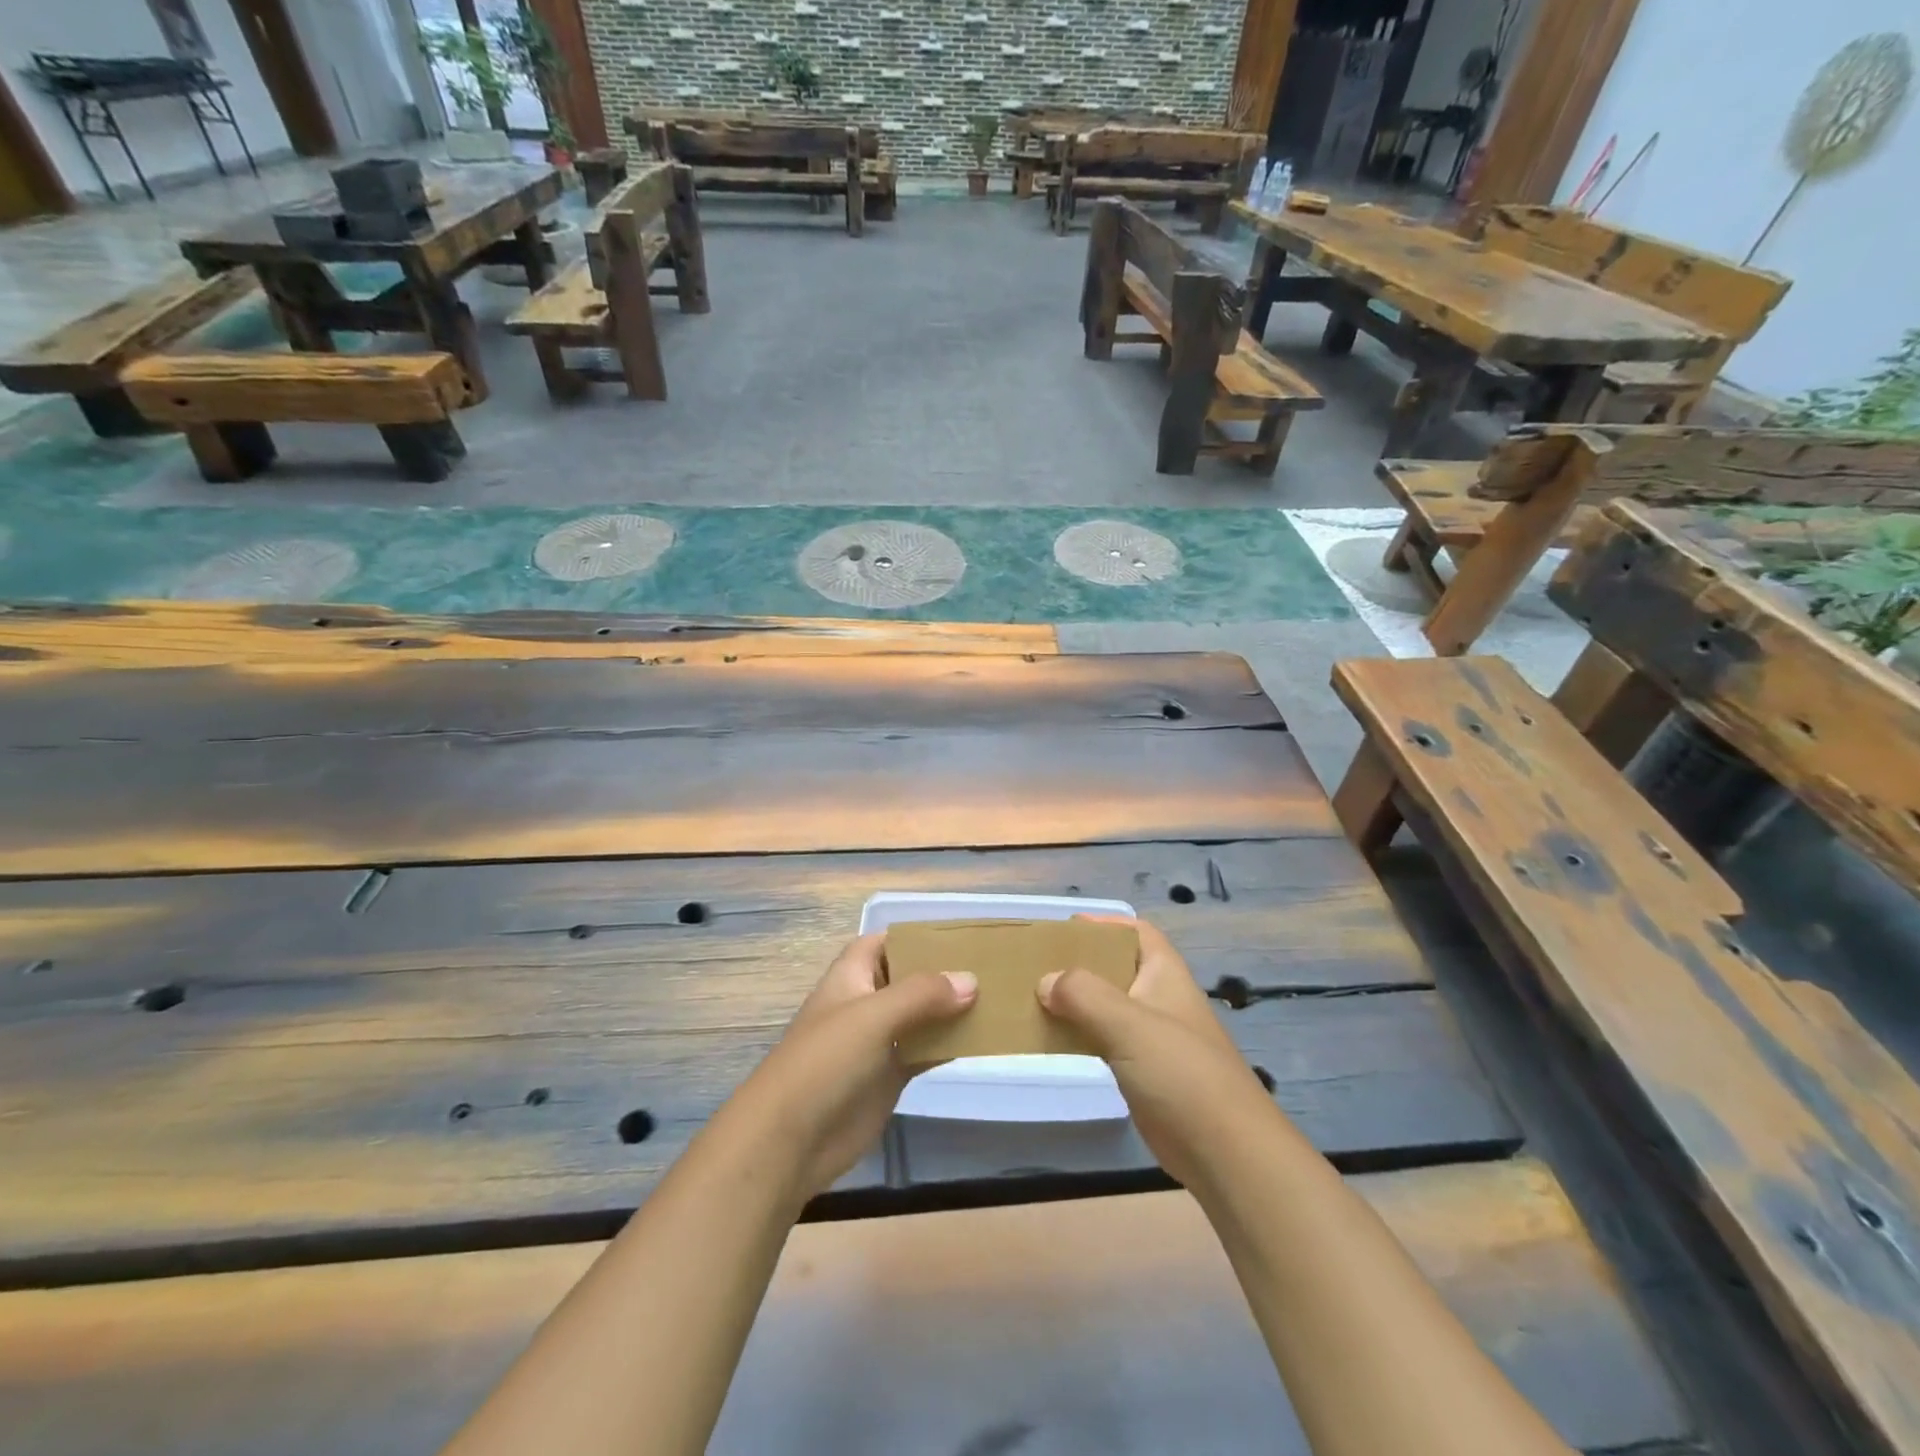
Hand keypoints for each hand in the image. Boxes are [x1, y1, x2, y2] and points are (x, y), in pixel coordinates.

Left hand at [720, 934, 976, 1201]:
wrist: (790, 1140)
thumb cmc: (825, 1061)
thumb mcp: (873, 1016)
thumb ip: (922, 995)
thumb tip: (971, 980)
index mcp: (852, 976)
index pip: (884, 942)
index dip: (915, 935)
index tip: (959, 934)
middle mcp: (866, 1003)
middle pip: (908, 978)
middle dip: (943, 972)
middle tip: (992, 965)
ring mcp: (879, 1042)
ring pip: (922, 1016)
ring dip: (952, 1009)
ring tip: (999, 997)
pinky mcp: (890, 1077)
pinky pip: (926, 1052)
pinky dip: (950, 1045)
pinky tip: (983, 1039)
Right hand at [1038, 916, 1273, 1190]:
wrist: (1227, 1153)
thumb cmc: (1182, 1073)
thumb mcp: (1129, 1023)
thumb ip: (1084, 995)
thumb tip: (1045, 981)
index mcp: (1164, 974)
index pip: (1136, 932)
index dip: (1104, 924)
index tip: (1064, 929)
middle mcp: (1159, 999)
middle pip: (1116, 967)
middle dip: (1080, 963)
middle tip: (1036, 965)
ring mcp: (1152, 1038)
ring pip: (1106, 1007)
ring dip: (1075, 1001)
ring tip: (1033, 999)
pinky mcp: (1143, 1073)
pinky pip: (1104, 1041)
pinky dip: (1079, 1035)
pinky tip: (1052, 1040)